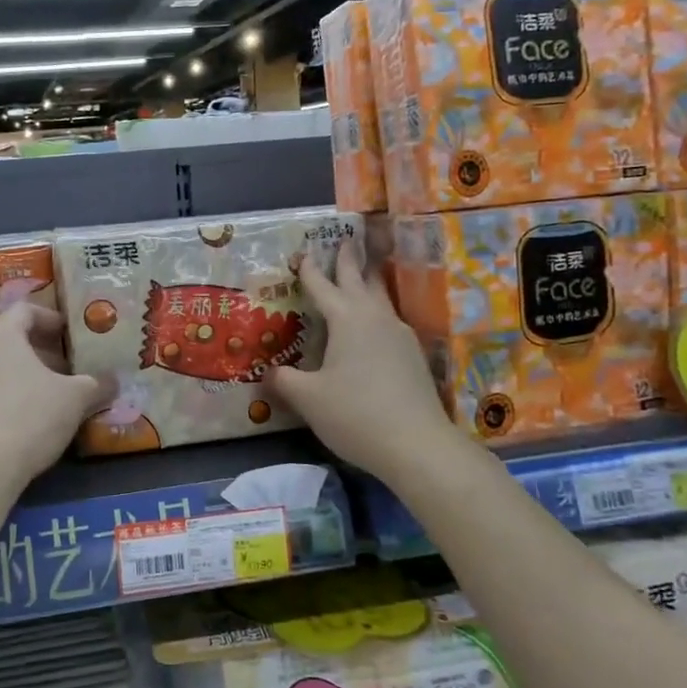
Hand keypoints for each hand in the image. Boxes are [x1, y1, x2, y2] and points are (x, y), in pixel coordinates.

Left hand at [0, 302, 109, 486]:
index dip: (52, 318)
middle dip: (44, 350)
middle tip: (70, 367)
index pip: (26, 310)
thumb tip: (114, 380)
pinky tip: (35, 414)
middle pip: (12, 338)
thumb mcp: (76, 397)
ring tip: (57, 392)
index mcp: (0, 335)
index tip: (72, 335)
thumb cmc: (32, 415)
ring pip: (1, 364)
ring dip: (29, 372)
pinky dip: (13, 391)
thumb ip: (97, 383)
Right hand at [270, 241, 456, 481]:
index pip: (322, 287)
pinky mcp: (413, 356)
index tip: (303, 254)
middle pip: (360, 280)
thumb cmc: (355, 414)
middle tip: (344, 242)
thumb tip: (269, 371)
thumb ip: (285, 380)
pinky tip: (375, 324)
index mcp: (346, 320)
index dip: (310, 271)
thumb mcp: (308, 399)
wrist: (417, 445)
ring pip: (380, 298)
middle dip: (348, 261)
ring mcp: (399, 336)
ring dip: (369, 282)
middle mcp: (375, 318)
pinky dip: (377, 311)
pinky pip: (390, 321)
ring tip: (363, 274)